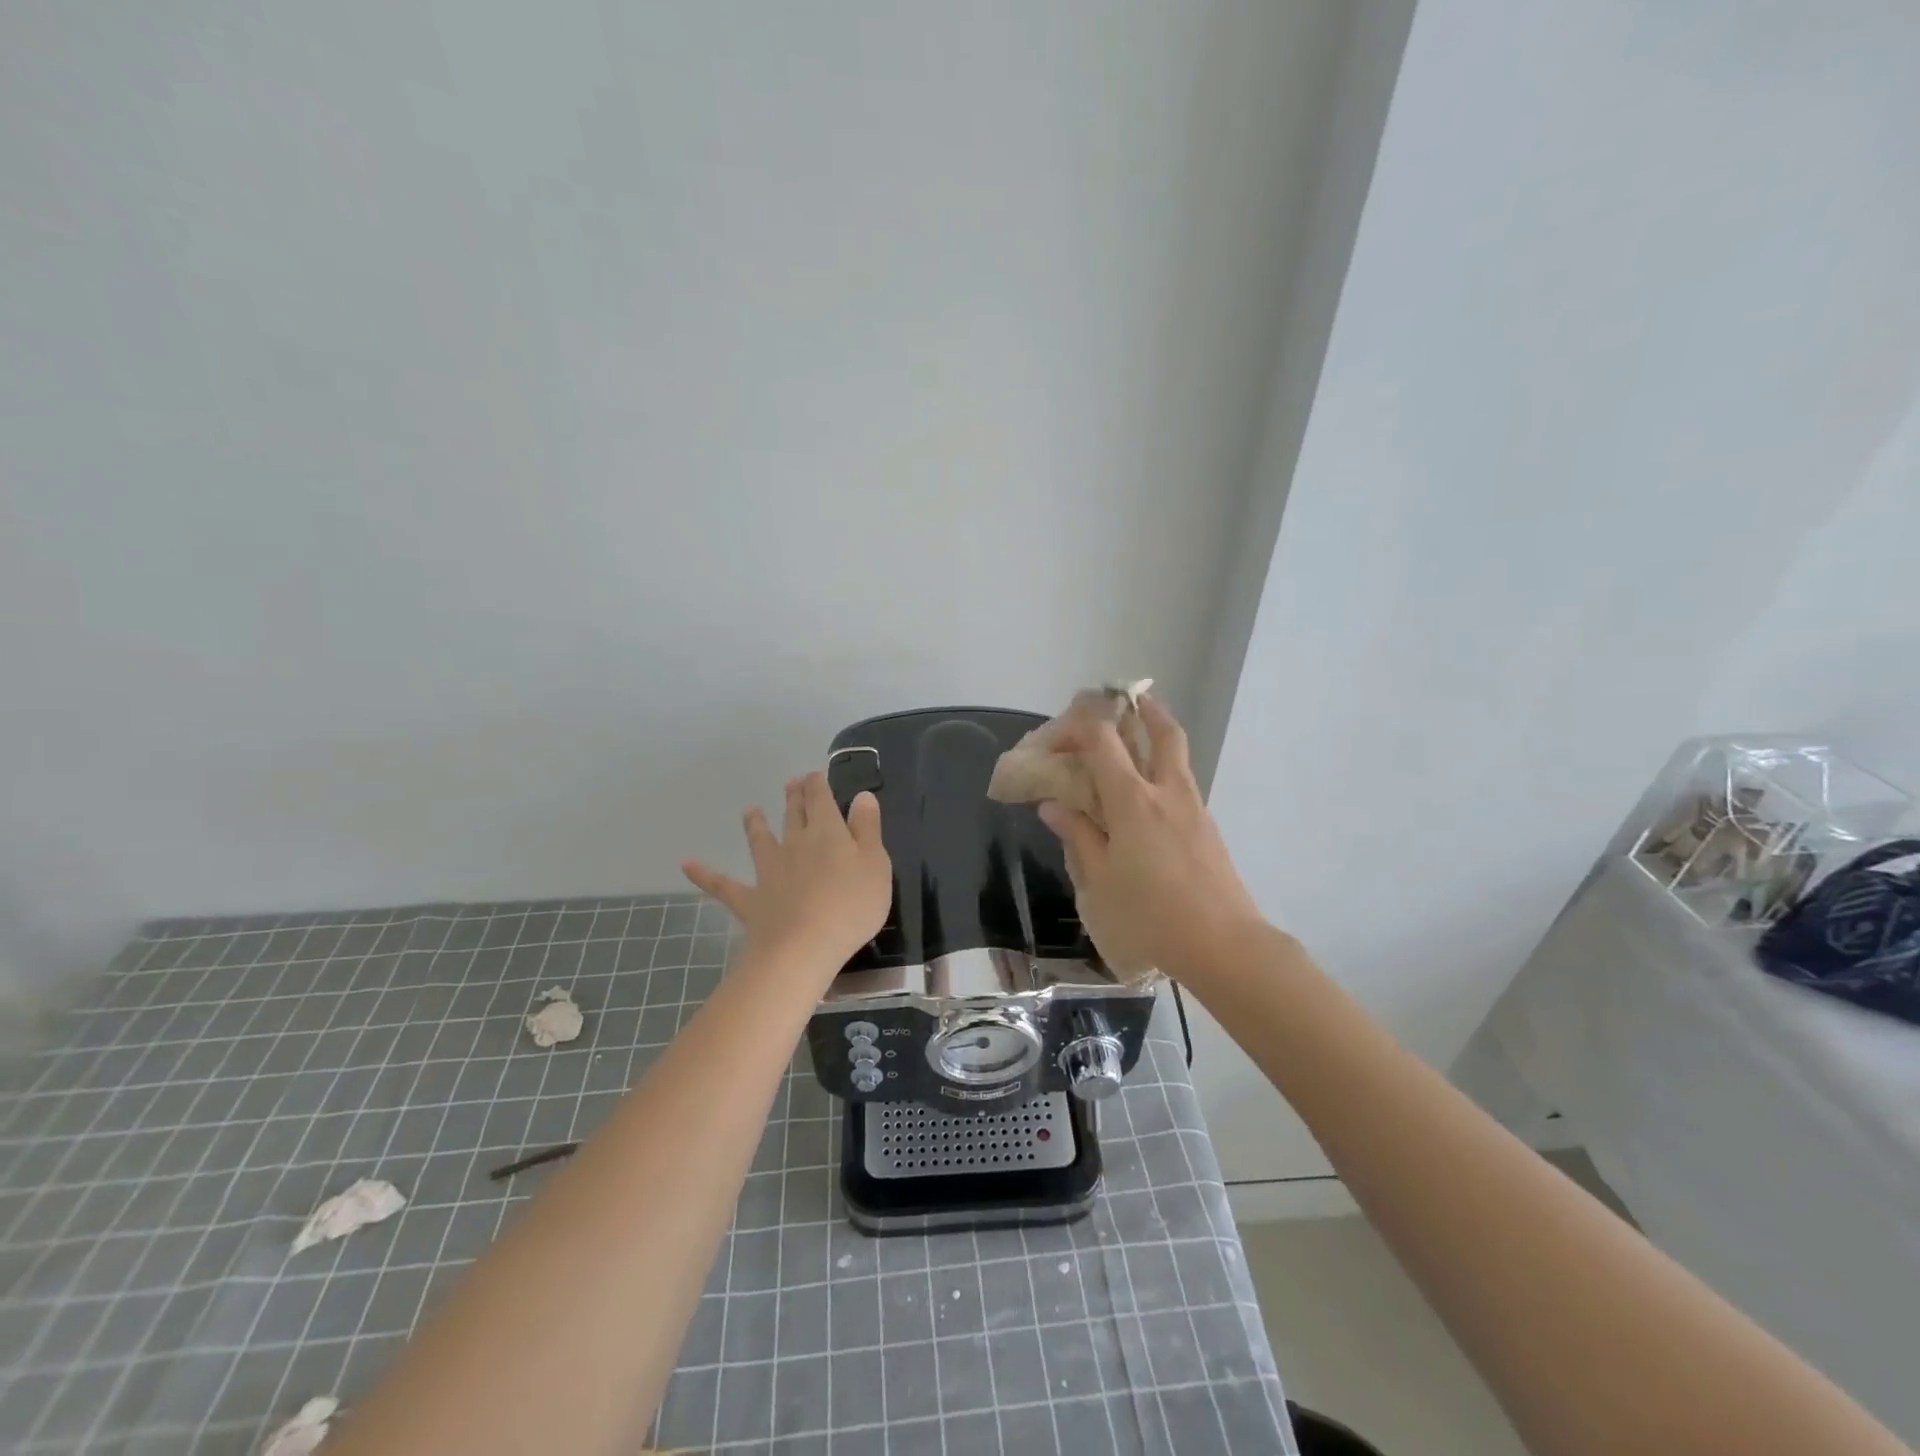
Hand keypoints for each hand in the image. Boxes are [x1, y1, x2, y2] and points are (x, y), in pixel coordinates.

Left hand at [682, 770, 890, 973]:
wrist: (803, 948)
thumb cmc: (851, 906)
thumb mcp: (876, 864)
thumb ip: (868, 828)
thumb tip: (862, 796)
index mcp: (827, 832)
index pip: (821, 799)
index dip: (817, 784)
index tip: (814, 774)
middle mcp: (795, 843)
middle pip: (794, 814)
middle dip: (794, 797)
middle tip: (791, 783)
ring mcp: (769, 871)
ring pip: (760, 840)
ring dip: (755, 824)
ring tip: (749, 810)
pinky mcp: (750, 900)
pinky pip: (722, 884)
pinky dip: (704, 874)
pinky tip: (686, 865)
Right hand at [1039, 697, 1267, 982]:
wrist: (1224, 943)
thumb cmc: (1151, 914)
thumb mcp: (1101, 879)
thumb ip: (1078, 835)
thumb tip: (1053, 806)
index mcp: (1132, 800)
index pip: (1103, 741)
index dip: (1077, 728)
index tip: (1055, 739)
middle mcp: (1166, 790)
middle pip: (1161, 731)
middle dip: (1142, 708)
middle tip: (1124, 701)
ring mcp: (1193, 806)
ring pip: (1177, 753)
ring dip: (1158, 734)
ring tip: (1136, 737)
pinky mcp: (1207, 825)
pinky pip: (1182, 781)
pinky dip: (1163, 769)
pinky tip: (1148, 795)